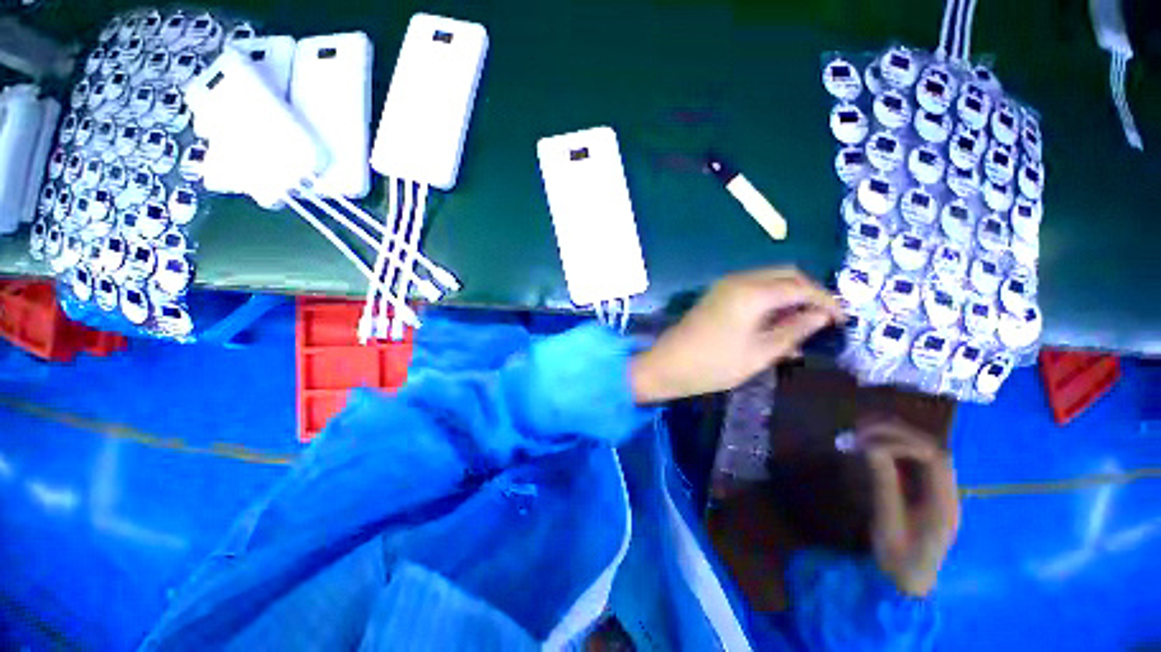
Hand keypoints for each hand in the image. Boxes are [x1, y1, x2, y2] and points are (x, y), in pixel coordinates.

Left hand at [630, 267, 841, 402]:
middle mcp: (739, 280)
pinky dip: (770, 300)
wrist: (668, 364)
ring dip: (789, 296)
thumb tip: (821, 316)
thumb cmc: (715, 364)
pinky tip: (777, 323)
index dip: (826, 301)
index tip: (843, 320)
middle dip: (809, 292)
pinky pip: (752, 289)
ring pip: (769, 280)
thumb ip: (794, 330)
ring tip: (803, 324)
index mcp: (752, 292)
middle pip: (786, 275)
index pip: (801, 287)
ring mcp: (725, 285)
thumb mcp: (761, 353)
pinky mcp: (717, 294)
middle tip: (824, 319)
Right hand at [860, 419, 960, 597]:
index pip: (935, 457)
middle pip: (932, 449)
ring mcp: (938, 491)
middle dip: (897, 433)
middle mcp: (946, 491)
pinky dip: (893, 448)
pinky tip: (872, 445)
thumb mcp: (888, 522)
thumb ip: (884, 484)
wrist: (908, 583)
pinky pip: (913, 462)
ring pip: (923, 452)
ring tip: (863, 431)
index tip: (869, 441)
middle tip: (861, 428)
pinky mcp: (925, 492)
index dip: (903, 441)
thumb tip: (871, 448)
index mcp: (944, 502)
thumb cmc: (899, 558)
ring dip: (895, 437)